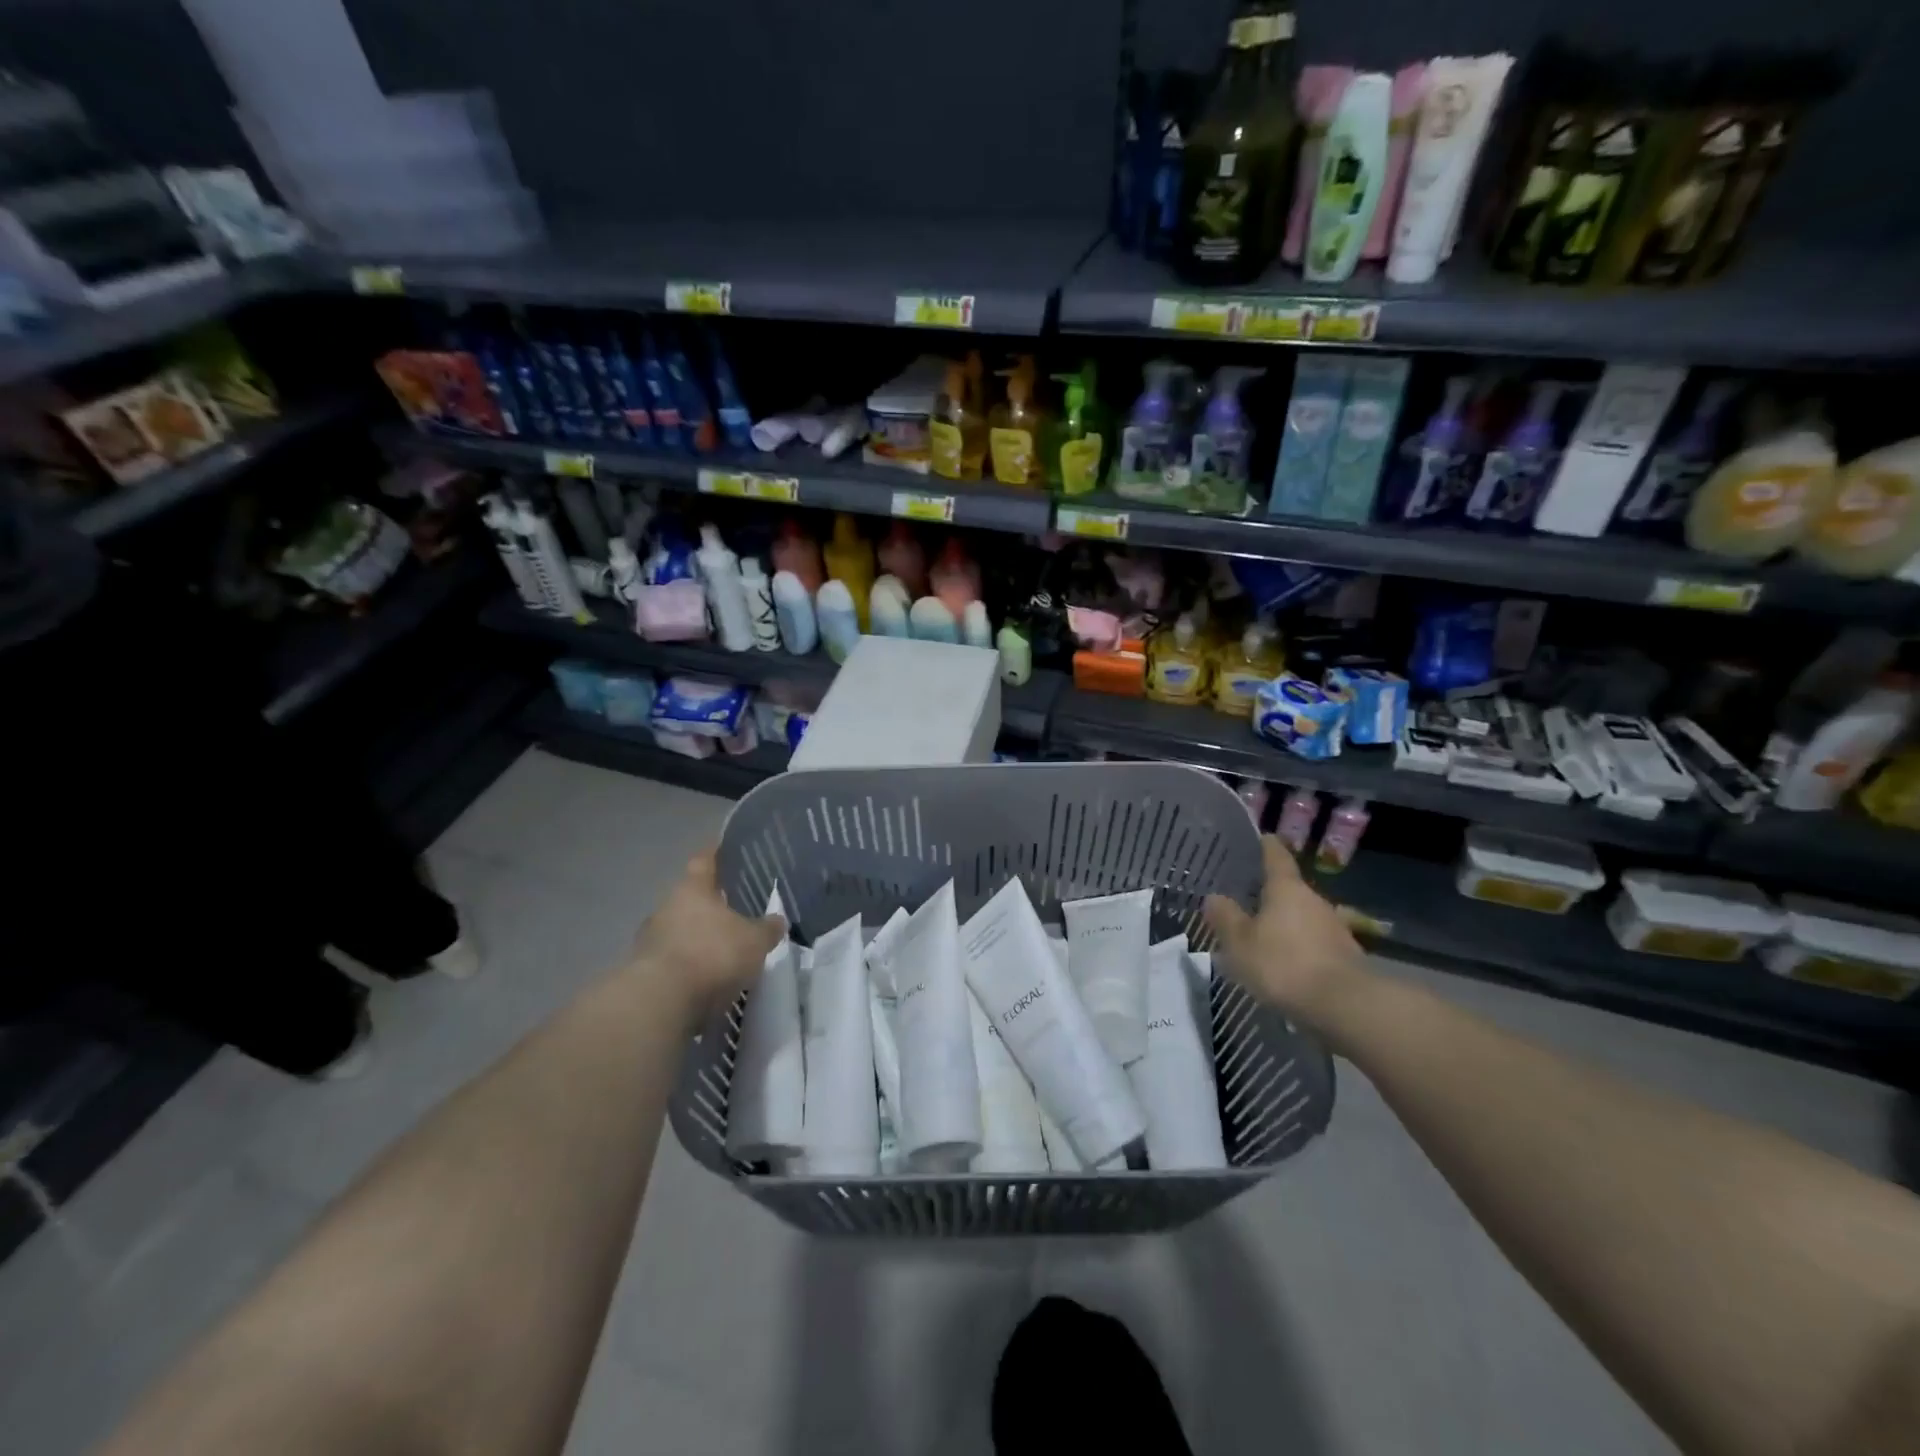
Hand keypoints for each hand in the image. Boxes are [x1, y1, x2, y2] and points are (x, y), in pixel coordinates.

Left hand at [629, 849, 785, 1027]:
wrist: (659, 1001)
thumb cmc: (712, 954)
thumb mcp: (755, 941)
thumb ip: (767, 929)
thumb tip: (777, 920)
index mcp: (692, 889)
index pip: (704, 861)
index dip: (716, 854)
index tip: (725, 849)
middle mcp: (666, 908)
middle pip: (690, 898)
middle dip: (709, 904)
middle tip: (734, 909)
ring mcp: (649, 940)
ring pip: (679, 930)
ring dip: (697, 938)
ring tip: (722, 949)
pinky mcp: (643, 972)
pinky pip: (672, 961)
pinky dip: (688, 966)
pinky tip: (705, 979)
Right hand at [1204, 836, 1371, 1029]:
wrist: (1345, 1006)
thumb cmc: (1284, 964)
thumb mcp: (1240, 943)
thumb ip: (1225, 918)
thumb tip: (1214, 897)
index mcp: (1286, 889)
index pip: (1276, 856)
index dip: (1266, 846)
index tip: (1261, 837)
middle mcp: (1314, 901)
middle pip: (1290, 890)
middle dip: (1270, 894)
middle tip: (1246, 900)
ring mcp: (1334, 928)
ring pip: (1303, 918)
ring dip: (1285, 924)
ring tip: (1262, 937)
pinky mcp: (1345, 956)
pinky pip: (1315, 944)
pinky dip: (1299, 948)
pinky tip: (1286, 965)